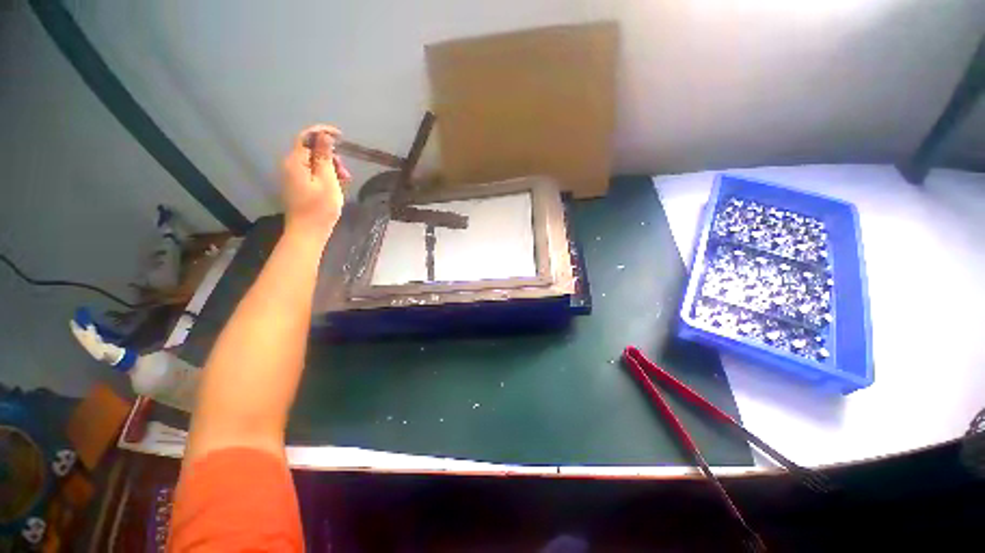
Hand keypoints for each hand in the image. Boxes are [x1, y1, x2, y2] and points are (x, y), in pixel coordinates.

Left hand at [281, 124, 351, 238]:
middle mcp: (290, 165)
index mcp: (295, 161)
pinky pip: (312, 172)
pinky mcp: (297, 185)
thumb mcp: (327, 180)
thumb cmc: (320, 208)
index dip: (322, 132)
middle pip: (310, 150)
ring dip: (330, 167)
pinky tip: (336, 186)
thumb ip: (324, 157)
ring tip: (345, 181)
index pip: (306, 137)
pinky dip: (325, 175)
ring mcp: (293, 176)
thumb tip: (324, 136)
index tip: (341, 136)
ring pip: (313, 162)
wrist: (308, 231)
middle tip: (346, 172)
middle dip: (330, 156)